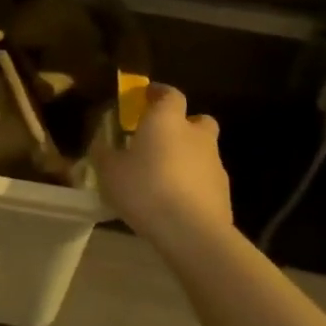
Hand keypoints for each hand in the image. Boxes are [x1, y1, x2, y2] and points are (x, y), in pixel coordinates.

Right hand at [94, 84, 235, 240]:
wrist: (191, 232)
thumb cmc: (145, 189)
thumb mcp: (109, 171)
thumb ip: (104, 153)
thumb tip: (101, 145)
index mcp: (167, 121)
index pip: (169, 94)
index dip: (158, 93)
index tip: (145, 97)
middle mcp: (196, 135)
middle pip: (198, 120)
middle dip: (183, 125)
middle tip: (161, 139)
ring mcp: (215, 164)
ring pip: (203, 151)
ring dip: (188, 157)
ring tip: (164, 177)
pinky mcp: (224, 193)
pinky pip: (206, 179)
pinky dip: (194, 183)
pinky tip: (176, 201)